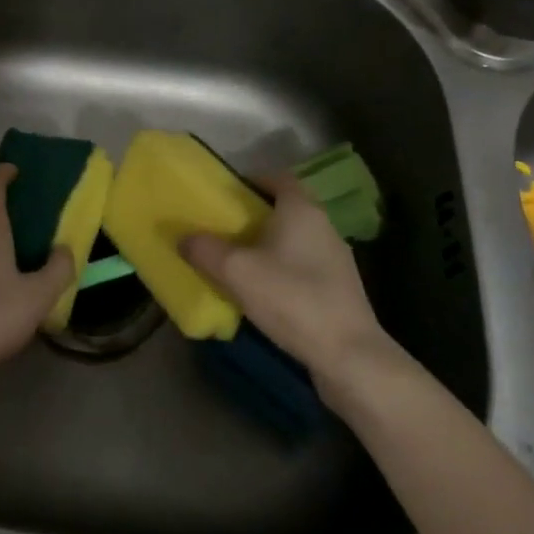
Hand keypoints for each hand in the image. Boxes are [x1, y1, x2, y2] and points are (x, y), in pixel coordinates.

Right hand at [178, 174, 401, 387]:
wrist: (349, 356)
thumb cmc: (292, 298)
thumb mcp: (236, 272)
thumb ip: (205, 250)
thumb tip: (184, 238)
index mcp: (301, 209)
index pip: (278, 177)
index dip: (252, 180)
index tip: (226, 195)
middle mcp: (323, 225)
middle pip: (285, 208)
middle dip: (255, 216)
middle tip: (223, 229)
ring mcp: (335, 259)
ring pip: (295, 240)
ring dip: (268, 246)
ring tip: (238, 263)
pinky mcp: (339, 289)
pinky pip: (304, 267)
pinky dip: (283, 271)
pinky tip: (264, 293)